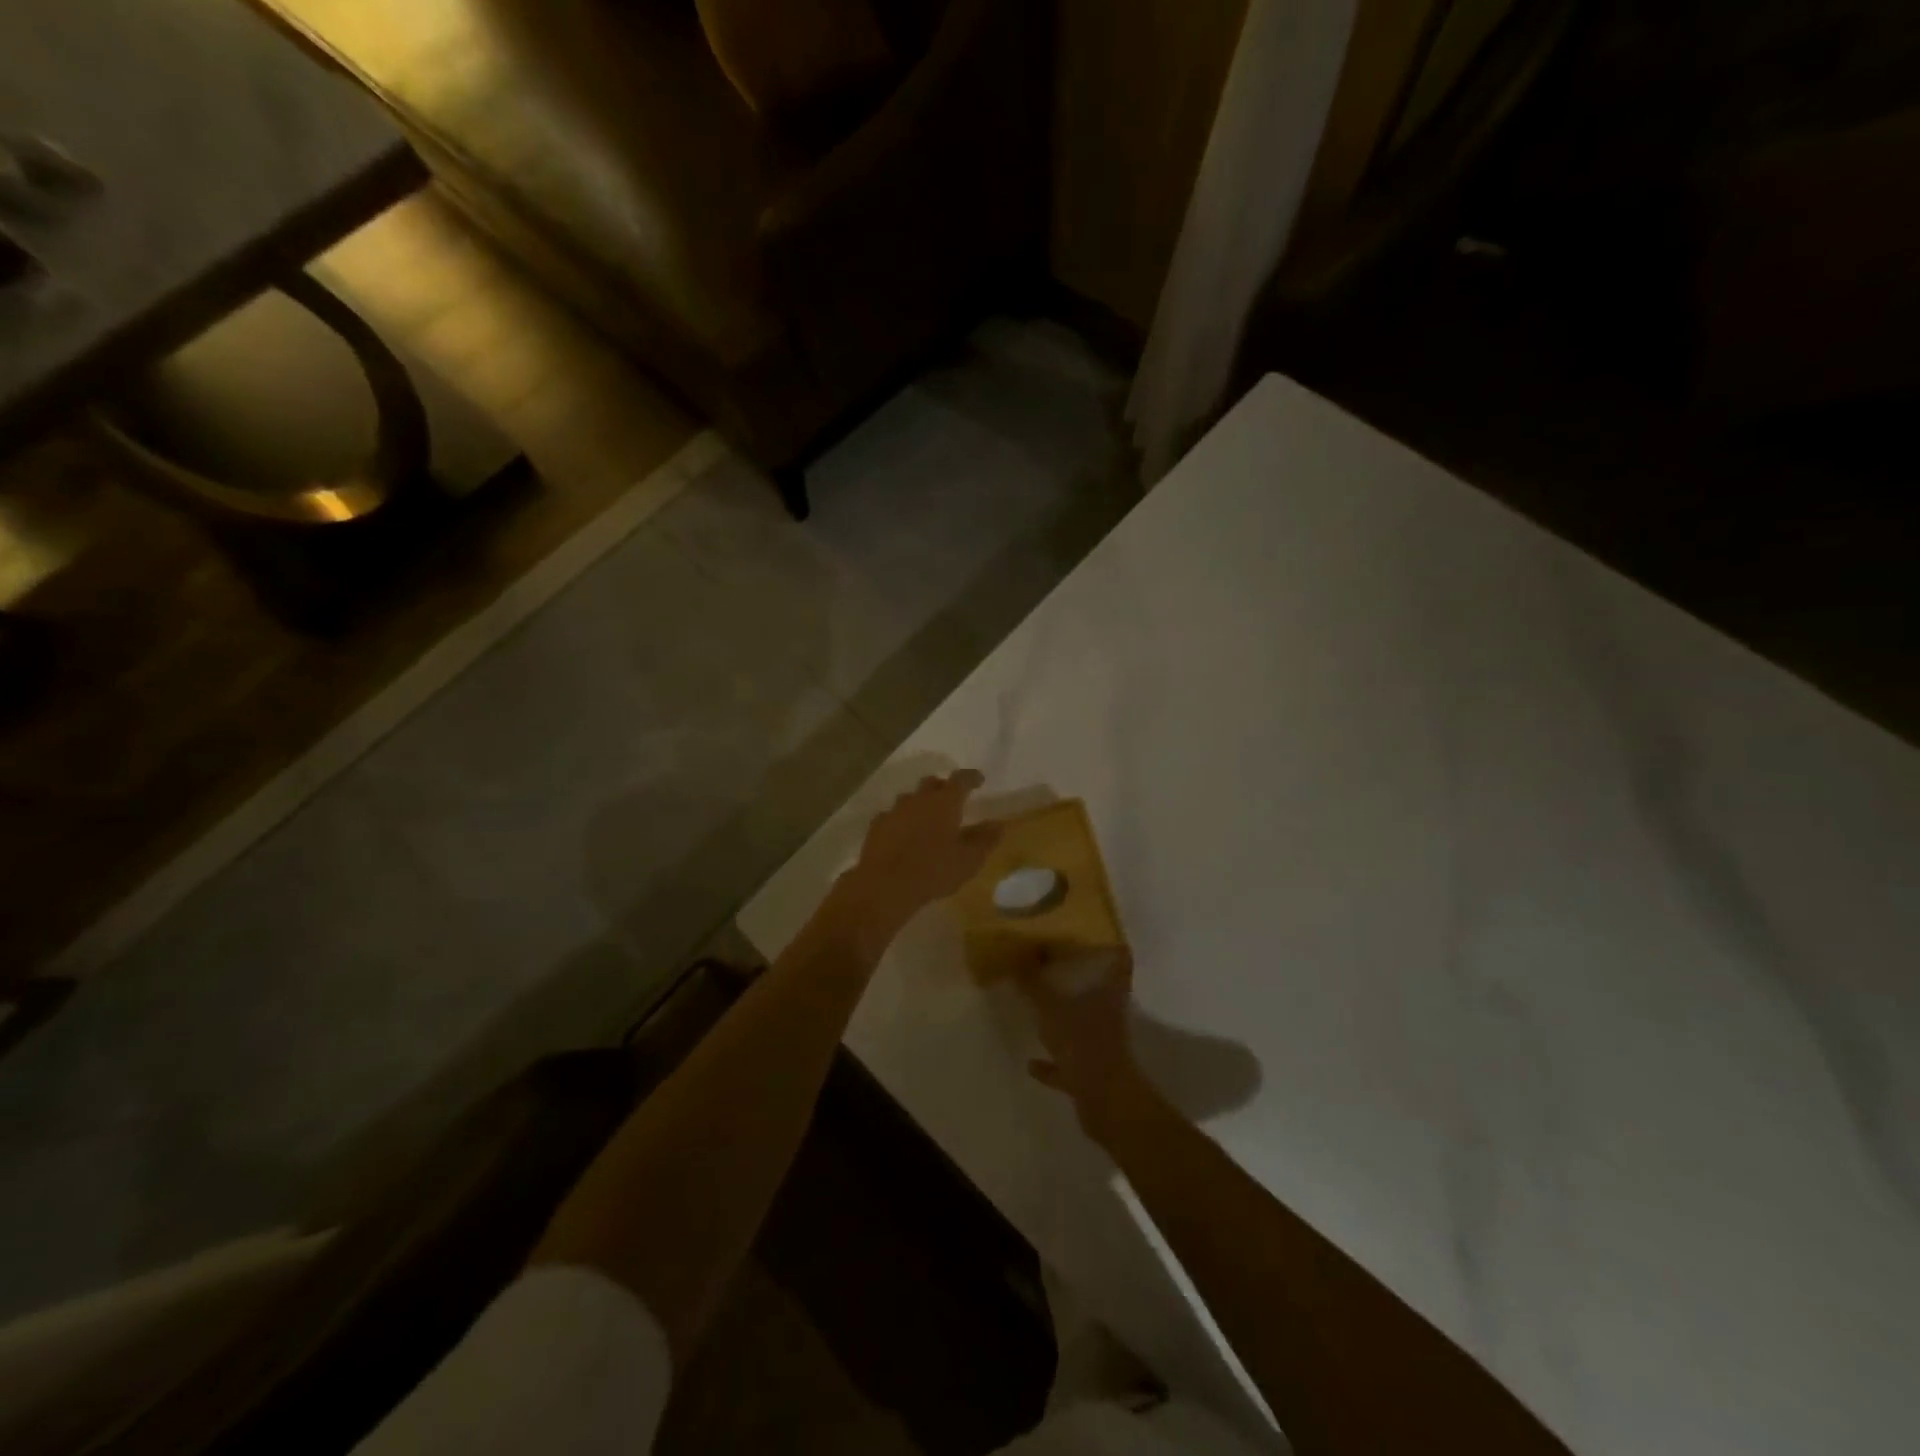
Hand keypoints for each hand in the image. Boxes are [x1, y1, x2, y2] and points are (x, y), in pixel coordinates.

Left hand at [833, 770, 998, 957]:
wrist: (885, 885)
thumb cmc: (934, 870)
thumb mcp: (969, 860)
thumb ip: (985, 840)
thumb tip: (998, 824)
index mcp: (945, 802)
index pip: (961, 780)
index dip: (971, 778)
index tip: (978, 779)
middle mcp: (919, 799)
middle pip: (932, 783)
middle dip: (943, 787)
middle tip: (951, 799)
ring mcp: (894, 810)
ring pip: (910, 798)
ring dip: (920, 804)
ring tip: (926, 819)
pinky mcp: (877, 826)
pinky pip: (892, 815)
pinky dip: (901, 820)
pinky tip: (902, 834)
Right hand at [1013, 947, 1145, 1142]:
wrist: (1104, 1102)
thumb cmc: (1082, 1042)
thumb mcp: (1050, 1006)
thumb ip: (1033, 981)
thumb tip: (1016, 951)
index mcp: (1109, 993)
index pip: (1119, 961)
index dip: (1111, 946)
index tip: (1095, 935)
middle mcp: (1109, 1016)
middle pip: (1101, 992)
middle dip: (1081, 982)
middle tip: (1055, 968)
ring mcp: (1102, 1047)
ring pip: (1084, 1026)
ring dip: (1066, 1020)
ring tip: (1040, 1010)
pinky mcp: (1092, 1074)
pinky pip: (1069, 1063)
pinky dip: (1053, 1062)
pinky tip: (1032, 1062)